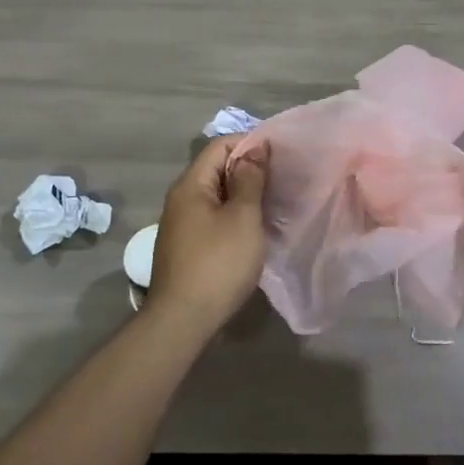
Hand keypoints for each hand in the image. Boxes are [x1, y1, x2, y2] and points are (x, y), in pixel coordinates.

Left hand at [146, 136, 269, 336]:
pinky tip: (254, 228)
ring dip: (244, 195)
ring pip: (217, 195)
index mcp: (191, 185)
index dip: (250, 143)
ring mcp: (182, 224)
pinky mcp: (187, 246)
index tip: (280, 154)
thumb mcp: (243, 217)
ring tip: (274, 202)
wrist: (183, 321)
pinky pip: (213, 217)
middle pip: (217, 169)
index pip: (220, 145)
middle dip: (249, 169)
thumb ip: (250, 179)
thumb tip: (255, 147)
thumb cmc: (218, 263)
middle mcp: (181, 199)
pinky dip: (235, 215)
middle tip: (282, 178)